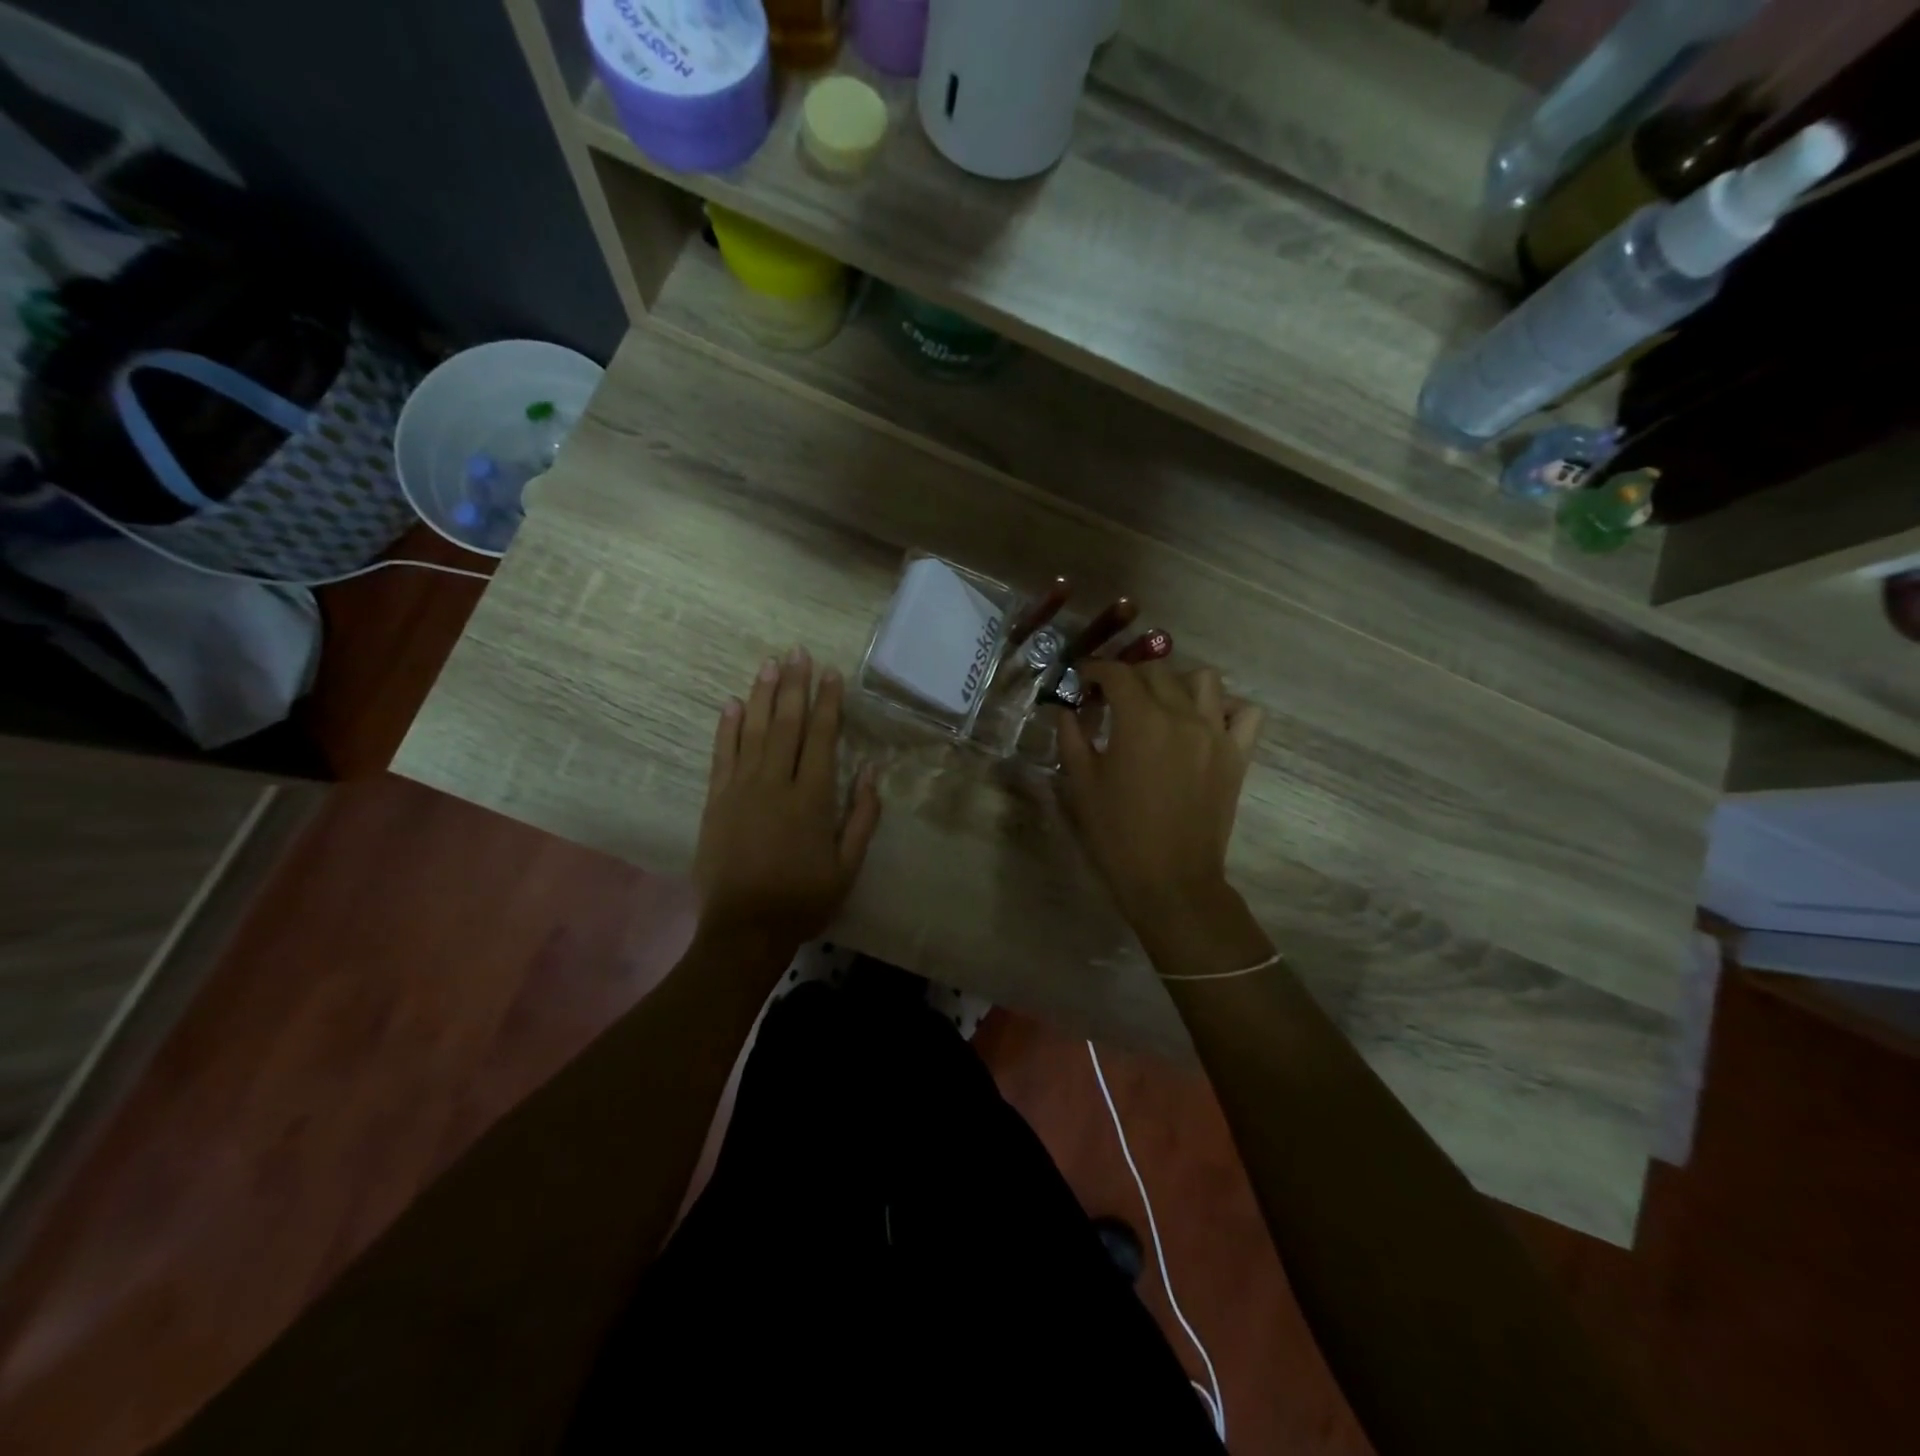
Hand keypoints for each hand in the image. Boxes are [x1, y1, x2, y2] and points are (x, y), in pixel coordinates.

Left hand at [693, 647, 880, 951]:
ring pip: (753, 732)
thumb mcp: (848, 866)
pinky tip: (732, 704)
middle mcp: (776, 784)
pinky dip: (727, 728)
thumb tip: (870, 771)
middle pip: (786, 725)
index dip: (827, 703)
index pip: (821, 738)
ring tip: (769, 664)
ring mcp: (741, 790)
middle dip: (793, 686)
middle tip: (797, 652)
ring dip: (761, 696)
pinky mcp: (716, 802)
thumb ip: (862, 816)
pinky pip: (722, 756)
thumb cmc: (804, 900)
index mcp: (812, 799)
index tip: (830, 673)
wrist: (745, 929)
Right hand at [1055, 661, 1262, 937]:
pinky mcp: (1238, 755)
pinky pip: (1244, 713)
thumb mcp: (1081, 784)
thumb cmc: (1118, 834)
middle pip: (1158, 670)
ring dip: (1177, 682)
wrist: (1170, 880)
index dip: (1095, 670)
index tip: (1082, 680)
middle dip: (1129, 675)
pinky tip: (1205, 722)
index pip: (1118, 673)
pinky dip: (1226, 708)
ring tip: (1161, 704)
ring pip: (1204, 679)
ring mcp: (1216, 733)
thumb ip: (1071, 737)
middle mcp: (1182, 715)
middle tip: (1112, 697)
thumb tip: (1065, 710)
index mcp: (1140, 720)